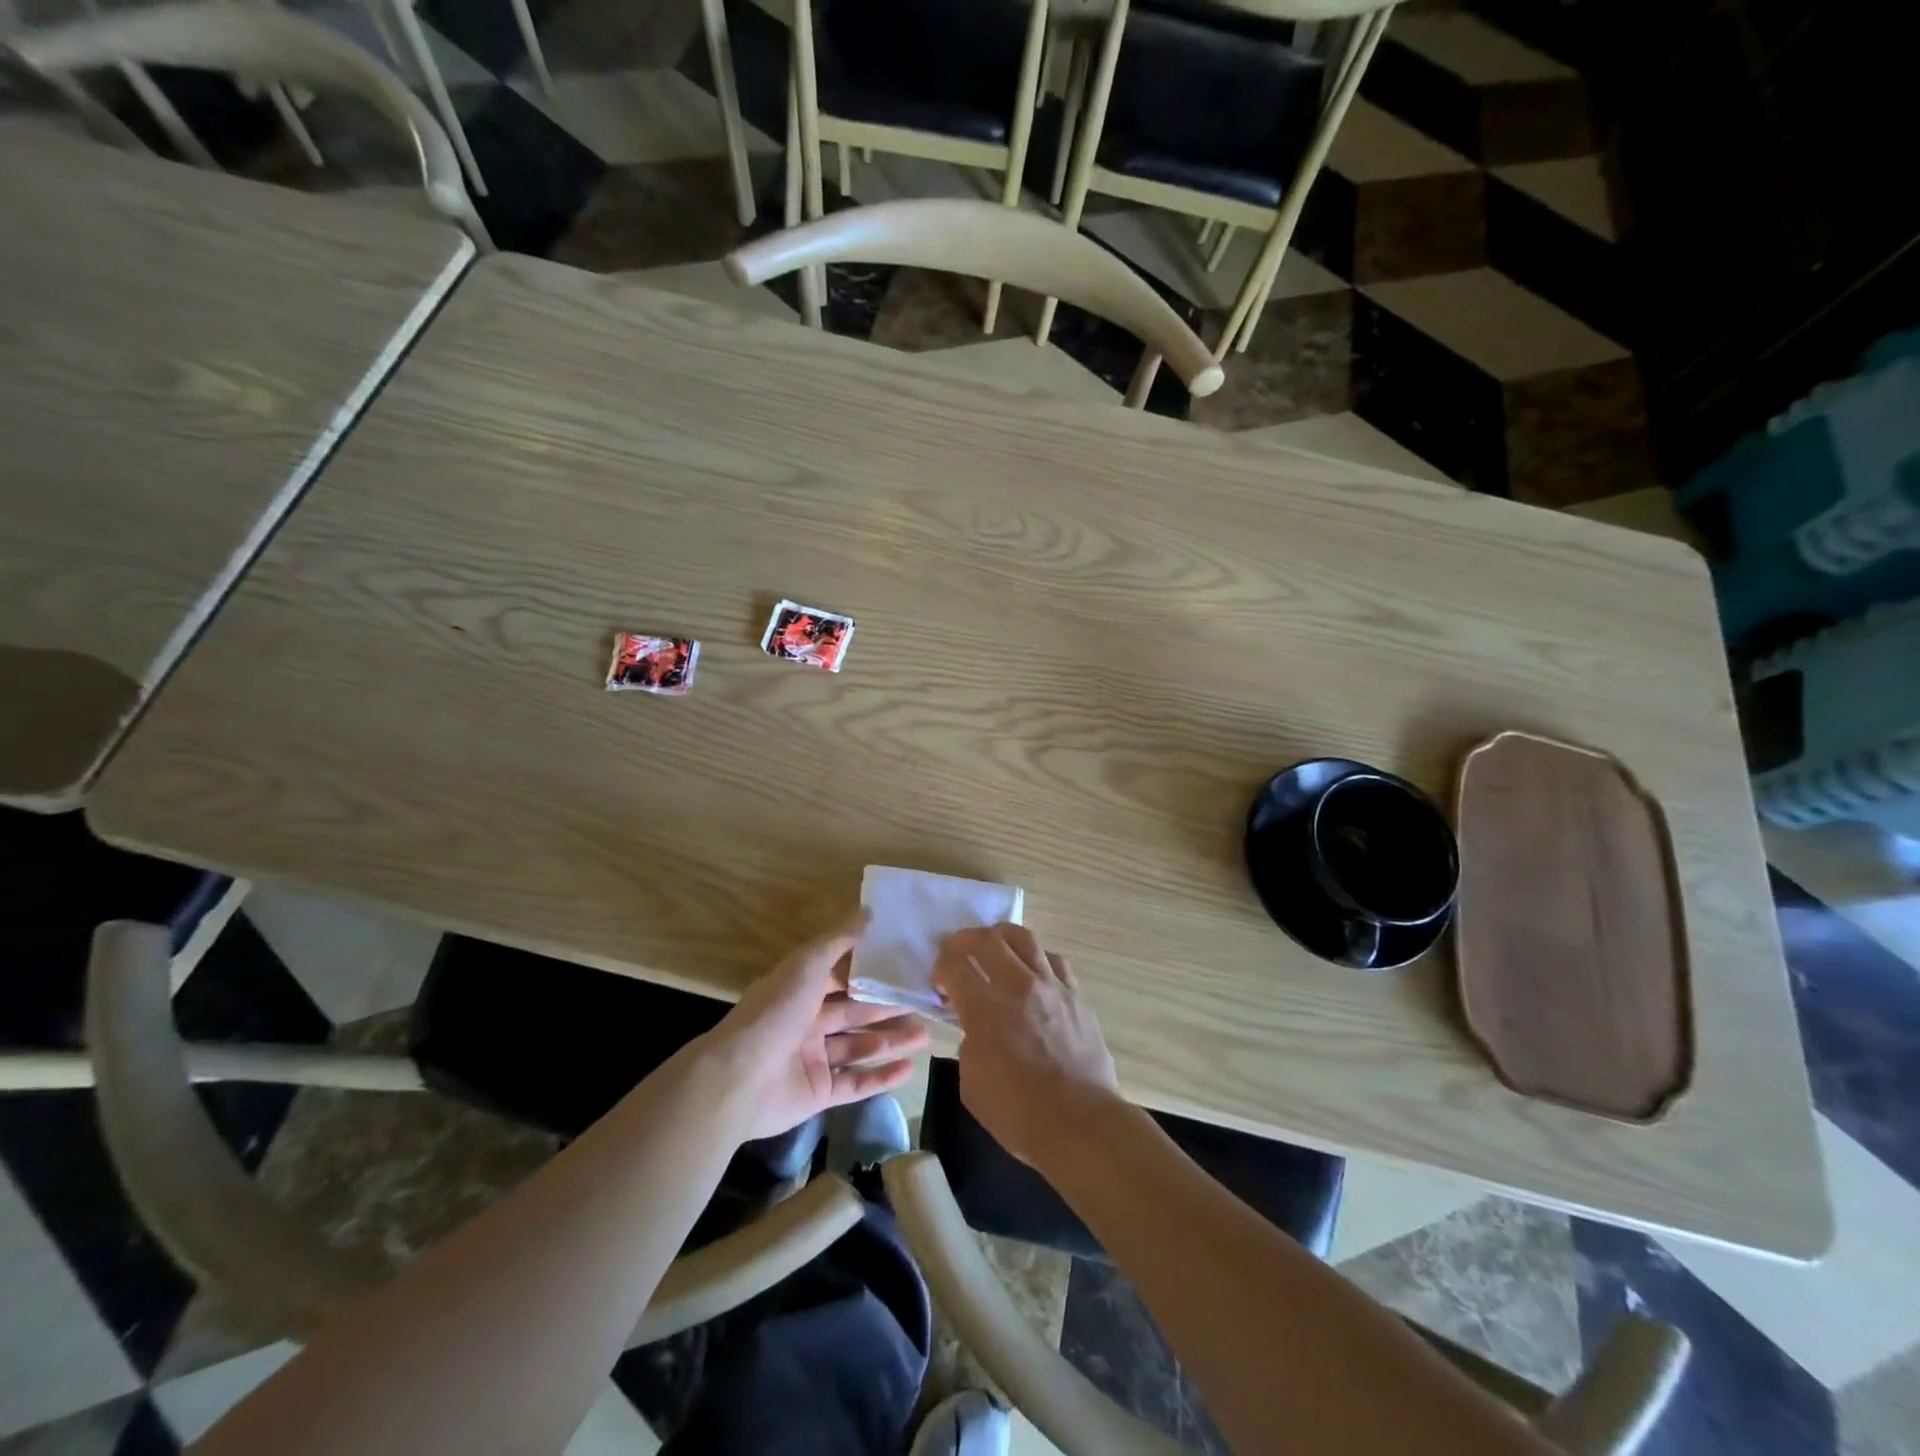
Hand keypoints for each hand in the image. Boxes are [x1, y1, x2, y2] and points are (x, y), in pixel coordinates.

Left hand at [705, 912, 929, 1141]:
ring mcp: (812, 1060)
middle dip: (888, 1009)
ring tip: (926, 1035)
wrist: (738, 1078)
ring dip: (891, 1041)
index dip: (869, 976)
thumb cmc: (775, 1011)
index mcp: (800, 992)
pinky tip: (910, 1069)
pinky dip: (881, 1077)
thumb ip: (839, 940)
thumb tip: (869, 911)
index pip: (840, 980)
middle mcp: (806, 1023)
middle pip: (855, 1013)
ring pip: (859, 1047)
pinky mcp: (818, 1094)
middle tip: (924, 1004)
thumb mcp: (807, 964)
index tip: (903, 969)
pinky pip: (855, 1083)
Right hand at [931, 923, 1119, 1168]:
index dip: (940, 967)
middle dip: (964, 940)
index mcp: (986, 1009)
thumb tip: (977, 1028)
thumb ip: (969, 1043)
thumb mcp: (972, 1083)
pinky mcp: (1076, 995)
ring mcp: (1051, 986)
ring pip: (1024, 938)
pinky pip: (1054, 960)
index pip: (954, 966)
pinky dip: (1036, 959)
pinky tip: (1032, 973)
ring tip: (994, 949)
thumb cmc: (1019, 1113)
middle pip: (987, 939)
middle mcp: (1018, 986)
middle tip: (958, 951)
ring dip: (1001, 938)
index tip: (940, 980)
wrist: (1081, 1124)